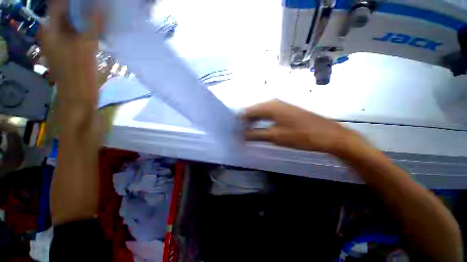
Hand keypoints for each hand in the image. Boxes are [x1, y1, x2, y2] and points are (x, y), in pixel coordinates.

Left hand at [40, 0, 101, 102]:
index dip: (75, 1)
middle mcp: (53, 33)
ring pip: (73, 25)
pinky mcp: (69, 51)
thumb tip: (100, 5)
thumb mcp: (86, 46)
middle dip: (82, 9)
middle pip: (66, 14)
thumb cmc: (79, 72)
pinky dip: (86, 31)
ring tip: (100, 19)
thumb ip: (93, 24)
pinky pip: (77, 35)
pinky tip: (98, 32)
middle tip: (99, 9)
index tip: (91, 2)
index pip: (60, 5)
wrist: (79, 96)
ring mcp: (61, 43)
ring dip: (85, 20)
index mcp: (51, 30)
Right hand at [243, 100, 363, 154]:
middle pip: (253, 111)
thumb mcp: (275, 136)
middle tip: (240, 134)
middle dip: (245, 122)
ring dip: (253, 123)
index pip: (247, 112)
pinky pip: (268, 115)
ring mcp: (280, 106)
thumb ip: (255, 135)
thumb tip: (241, 136)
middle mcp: (272, 102)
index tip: (235, 132)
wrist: (328, 135)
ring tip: (247, 133)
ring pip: (260, 113)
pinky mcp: (285, 111)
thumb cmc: (300, 135)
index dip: (240, 122)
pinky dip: (261, 122)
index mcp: (268, 106)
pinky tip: (260, 129)